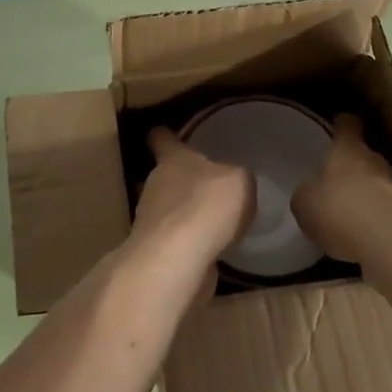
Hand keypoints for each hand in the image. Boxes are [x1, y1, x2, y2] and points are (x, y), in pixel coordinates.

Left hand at [132, 127, 254, 262]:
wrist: (178, 259)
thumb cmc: (207, 206)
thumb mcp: (239, 181)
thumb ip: (238, 176)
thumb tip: (234, 181)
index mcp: (172, 159)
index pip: (161, 138)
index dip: (164, 135)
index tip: (164, 132)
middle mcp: (156, 184)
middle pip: (165, 175)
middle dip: (183, 180)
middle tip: (208, 184)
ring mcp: (152, 219)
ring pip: (169, 208)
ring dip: (185, 213)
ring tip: (214, 220)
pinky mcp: (157, 250)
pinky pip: (175, 239)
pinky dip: (189, 242)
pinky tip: (211, 248)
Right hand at [291, 115, 391, 269]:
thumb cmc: (341, 212)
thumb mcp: (305, 204)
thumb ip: (307, 194)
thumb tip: (313, 194)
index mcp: (348, 149)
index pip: (348, 124)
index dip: (341, 125)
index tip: (335, 127)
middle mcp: (377, 159)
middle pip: (365, 155)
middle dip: (352, 168)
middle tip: (335, 184)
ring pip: (380, 183)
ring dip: (368, 196)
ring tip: (351, 216)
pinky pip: (390, 211)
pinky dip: (380, 220)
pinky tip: (367, 238)